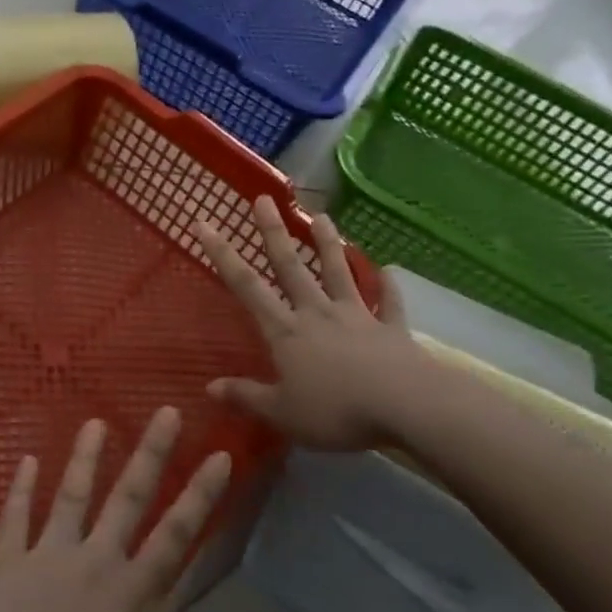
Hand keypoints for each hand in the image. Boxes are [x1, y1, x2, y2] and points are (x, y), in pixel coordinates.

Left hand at [0, 409, 229, 611]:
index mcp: (133, 595)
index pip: (178, 536)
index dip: (201, 495)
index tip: (219, 455)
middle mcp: (97, 563)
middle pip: (130, 498)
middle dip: (153, 452)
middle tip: (167, 411)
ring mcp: (50, 556)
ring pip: (73, 494)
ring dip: (85, 456)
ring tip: (95, 421)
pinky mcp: (8, 561)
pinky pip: (14, 516)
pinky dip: (20, 487)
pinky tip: (25, 458)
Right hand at [192, 196, 426, 449]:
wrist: (406, 406)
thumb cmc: (336, 411)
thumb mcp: (282, 412)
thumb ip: (246, 396)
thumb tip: (209, 388)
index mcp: (286, 331)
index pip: (246, 286)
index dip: (223, 254)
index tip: (205, 223)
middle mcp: (317, 313)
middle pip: (291, 266)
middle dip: (274, 232)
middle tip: (264, 199)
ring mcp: (357, 317)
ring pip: (339, 272)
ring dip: (329, 244)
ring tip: (322, 216)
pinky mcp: (391, 329)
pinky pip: (390, 303)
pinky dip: (389, 286)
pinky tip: (390, 270)